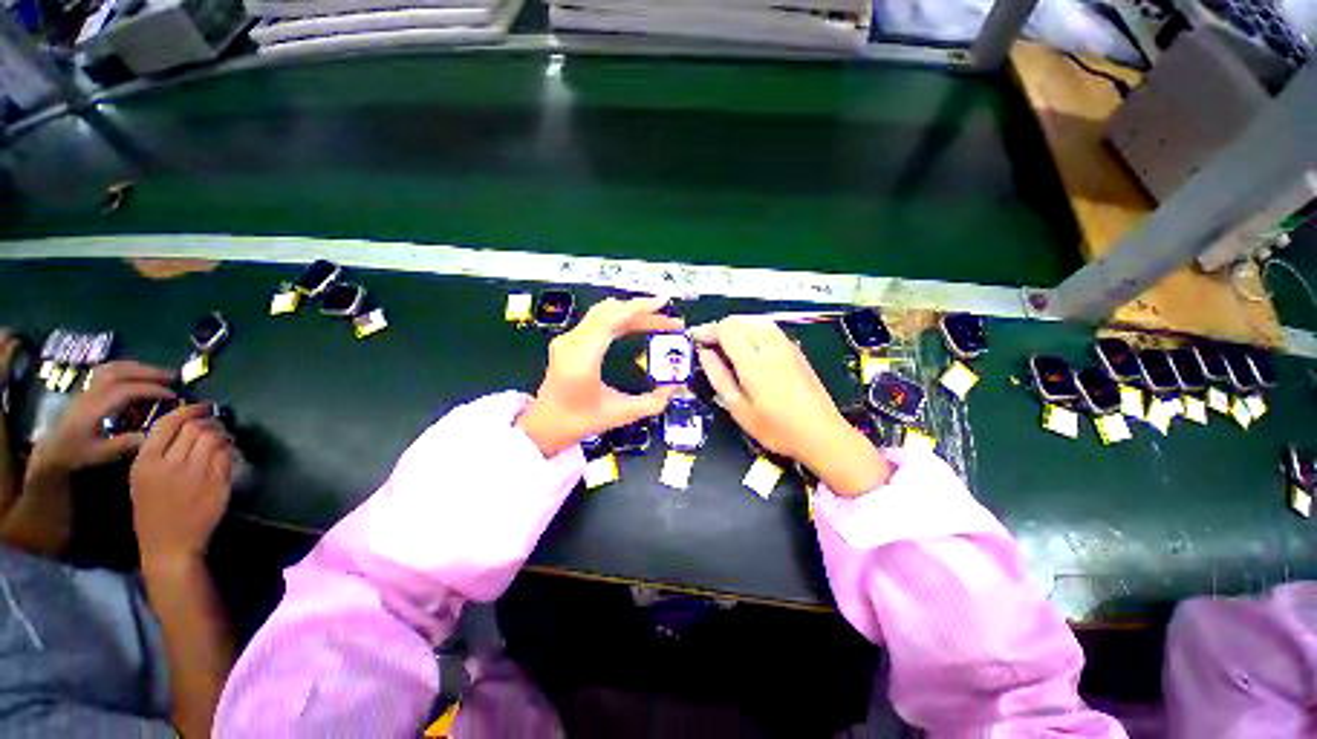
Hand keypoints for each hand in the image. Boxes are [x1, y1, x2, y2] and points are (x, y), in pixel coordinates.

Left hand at [30, 361, 174, 474]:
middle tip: (173, 377)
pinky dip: (126, 366)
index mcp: (95, 408)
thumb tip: (152, 435)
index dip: (151, 390)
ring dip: (139, 367)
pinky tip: (137, 371)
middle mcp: (91, 393)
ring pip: (114, 367)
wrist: (52, 448)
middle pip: (120, 373)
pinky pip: (108, 369)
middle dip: (148, 373)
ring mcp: (88, 387)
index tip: (173, 395)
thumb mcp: (100, 454)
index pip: (126, 391)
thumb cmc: (78, 452)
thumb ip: (124, 443)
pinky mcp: (88, 387)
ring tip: (158, 373)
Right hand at [130, 404, 233, 567]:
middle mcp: (170, 464)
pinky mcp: (217, 482)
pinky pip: (227, 456)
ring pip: (214, 439)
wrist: (169, 545)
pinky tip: (228, 452)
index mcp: (146, 462)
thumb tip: (180, 427)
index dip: (188, 411)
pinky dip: (230, 450)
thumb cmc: (152, 513)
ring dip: (222, 434)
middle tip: (214, 423)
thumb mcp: (142, 480)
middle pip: (195, 428)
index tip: (200, 407)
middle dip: (208, 422)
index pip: (168, 424)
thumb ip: (156, 453)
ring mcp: (196, 473)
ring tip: (223, 437)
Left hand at [517, 297, 683, 456]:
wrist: (544, 427)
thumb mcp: (621, 414)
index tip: (664, 302)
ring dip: (632, 313)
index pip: (613, 318)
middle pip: (610, 311)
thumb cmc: (579, 422)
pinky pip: (597, 320)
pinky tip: (637, 325)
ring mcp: (567, 339)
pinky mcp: (568, 341)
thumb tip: (675, 386)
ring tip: (658, 321)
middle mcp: (572, 341)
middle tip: (670, 322)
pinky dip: (620, 318)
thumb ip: (652, 402)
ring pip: (603, 312)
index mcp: (583, 357)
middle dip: (643, 312)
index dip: (640, 307)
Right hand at [691, 316, 889, 495]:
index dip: (708, 331)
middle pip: (739, 321)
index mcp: (754, 362)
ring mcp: (786, 345)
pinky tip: (749, 348)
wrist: (822, 434)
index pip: (726, 329)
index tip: (696, 341)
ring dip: (737, 328)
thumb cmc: (776, 428)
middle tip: (709, 347)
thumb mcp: (739, 409)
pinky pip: (769, 328)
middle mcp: (770, 346)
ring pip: (755, 321)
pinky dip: (752, 330)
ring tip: (726, 347)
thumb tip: (704, 353)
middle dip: (720, 329)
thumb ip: (719, 377)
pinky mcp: (796, 350)